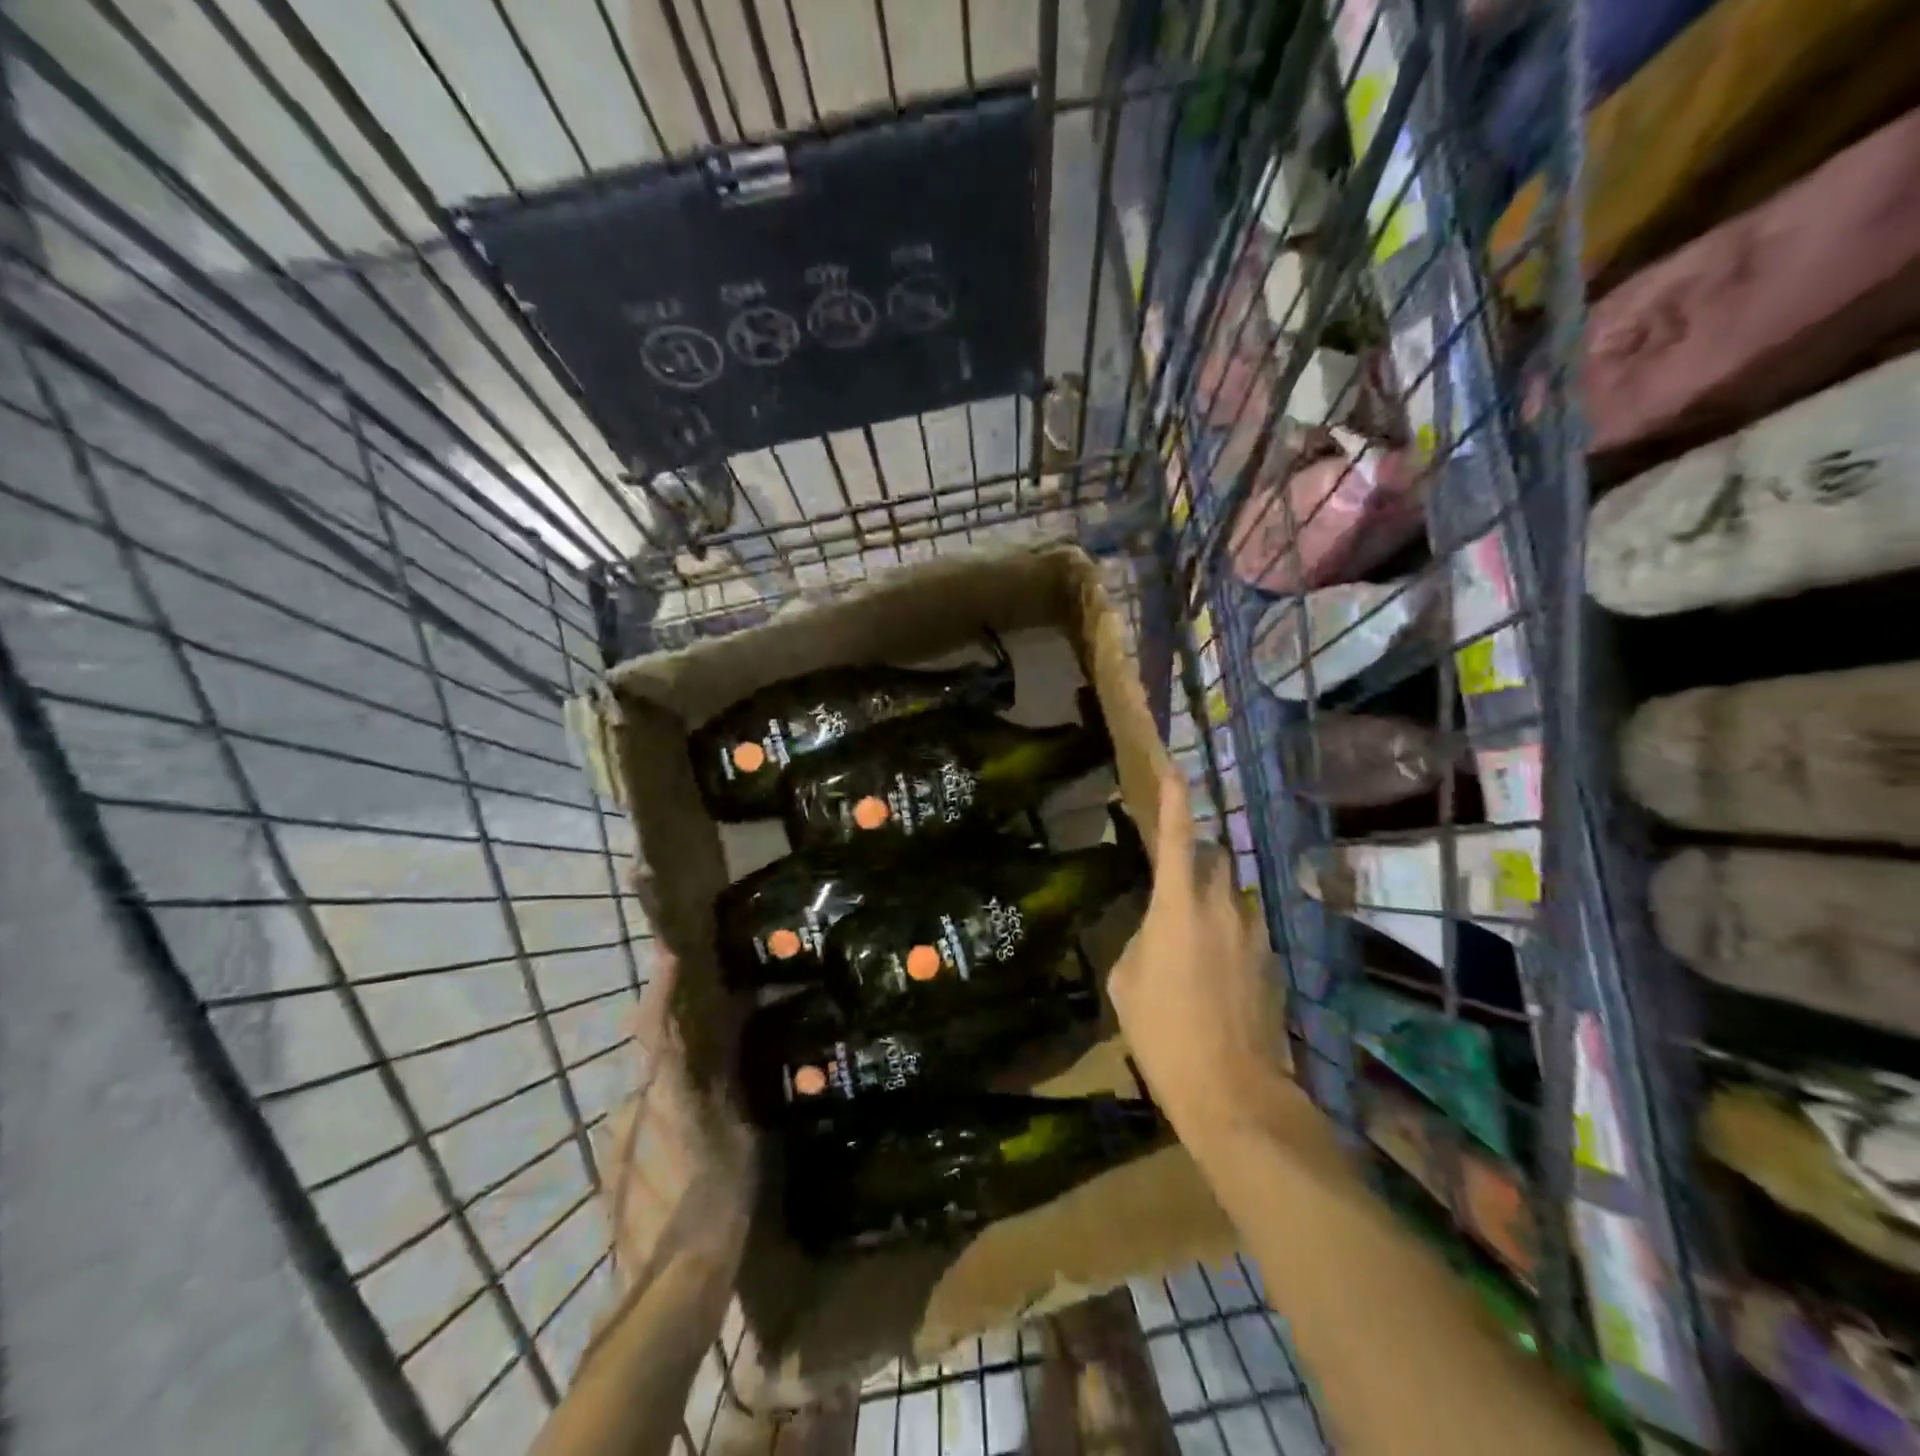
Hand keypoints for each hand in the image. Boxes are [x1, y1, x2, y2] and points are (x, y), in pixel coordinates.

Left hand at [599, 944, 754, 1297]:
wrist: (665, 1288)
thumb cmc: (714, 1202)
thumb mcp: (740, 1136)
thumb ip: (729, 1088)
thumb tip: (730, 1048)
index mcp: (663, 1091)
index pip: (655, 1024)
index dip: (661, 985)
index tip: (668, 950)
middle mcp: (632, 1106)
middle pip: (652, 1058)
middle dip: (675, 1035)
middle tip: (710, 1028)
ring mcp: (617, 1141)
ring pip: (649, 1095)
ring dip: (673, 1085)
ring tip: (709, 1096)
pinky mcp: (612, 1172)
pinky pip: (644, 1126)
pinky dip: (665, 1118)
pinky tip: (690, 1145)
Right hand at [1106, 769, 1291, 1149]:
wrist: (1233, 1092)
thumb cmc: (1163, 1033)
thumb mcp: (1126, 982)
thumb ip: (1140, 939)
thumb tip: (1156, 932)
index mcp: (1179, 906)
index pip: (1179, 838)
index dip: (1176, 801)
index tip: (1175, 770)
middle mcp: (1223, 908)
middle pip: (1214, 860)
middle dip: (1195, 857)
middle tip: (1173, 880)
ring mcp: (1254, 935)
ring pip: (1232, 896)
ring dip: (1212, 901)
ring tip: (1191, 939)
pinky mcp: (1273, 963)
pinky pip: (1245, 930)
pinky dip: (1227, 935)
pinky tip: (1214, 974)